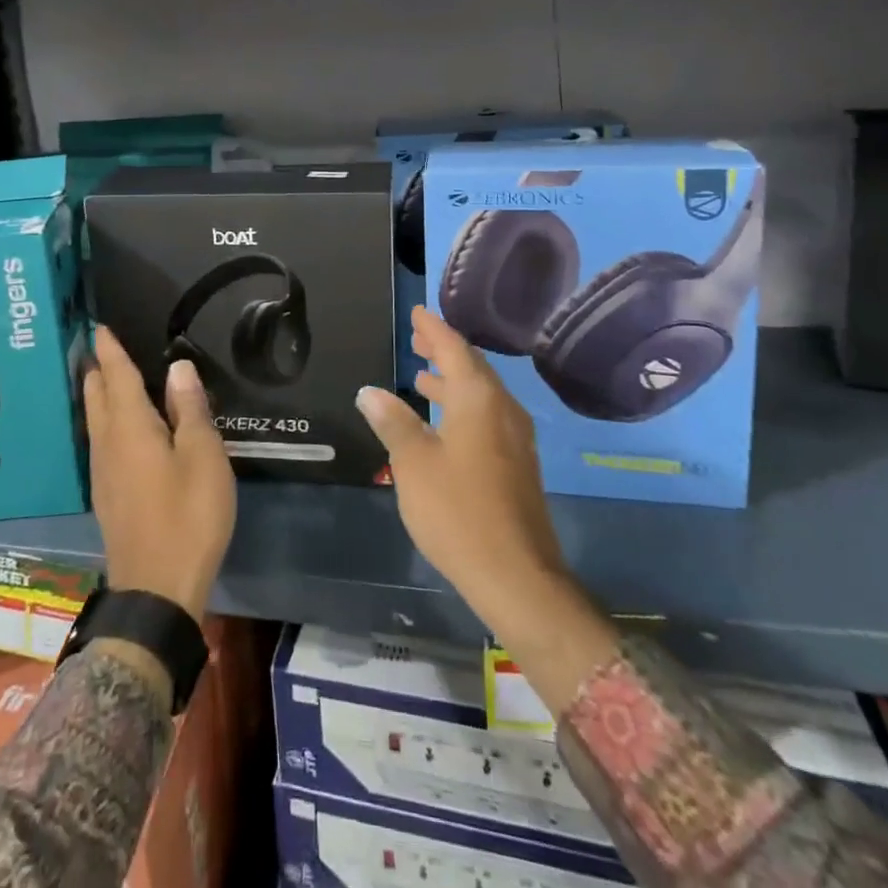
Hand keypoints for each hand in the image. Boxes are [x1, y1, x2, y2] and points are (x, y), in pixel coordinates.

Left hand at [84, 327, 236, 618]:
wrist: (157, 590)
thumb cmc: (188, 516)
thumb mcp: (203, 457)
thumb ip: (190, 409)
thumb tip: (178, 367)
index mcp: (131, 428)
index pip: (116, 377)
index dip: (110, 350)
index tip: (100, 326)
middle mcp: (108, 444)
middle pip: (96, 396)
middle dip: (97, 369)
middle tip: (98, 345)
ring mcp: (103, 472)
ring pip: (95, 419)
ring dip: (98, 393)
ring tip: (104, 376)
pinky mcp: (107, 494)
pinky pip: (100, 440)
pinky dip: (105, 419)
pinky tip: (117, 427)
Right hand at [357, 308, 615, 706]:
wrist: (516, 575)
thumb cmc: (457, 511)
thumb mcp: (413, 463)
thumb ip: (393, 421)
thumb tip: (370, 391)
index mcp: (478, 399)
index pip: (454, 349)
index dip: (433, 329)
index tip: (418, 312)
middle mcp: (502, 409)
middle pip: (472, 367)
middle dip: (443, 351)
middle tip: (417, 338)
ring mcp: (514, 438)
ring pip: (480, 393)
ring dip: (451, 380)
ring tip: (422, 375)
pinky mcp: (516, 463)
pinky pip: (486, 416)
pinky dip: (462, 405)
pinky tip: (442, 421)